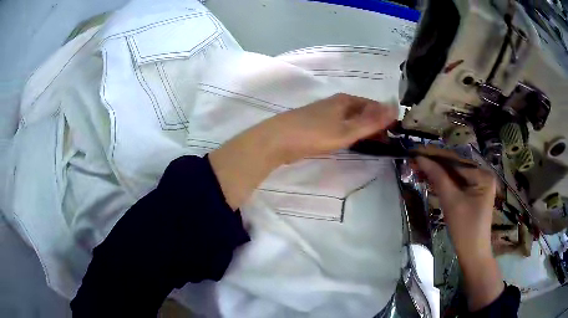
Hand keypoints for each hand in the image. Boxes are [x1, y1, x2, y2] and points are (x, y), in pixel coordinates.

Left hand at [264, 93, 397, 162]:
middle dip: (374, 123)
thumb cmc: (314, 134)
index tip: (394, 132)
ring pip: (350, 118)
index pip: (372, 104)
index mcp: (345, 100)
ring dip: (362, 129)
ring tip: (372, 143)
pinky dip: (349, 132)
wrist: (277, 140)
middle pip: (361, 111)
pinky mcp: (315, 124)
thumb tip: (395, 108)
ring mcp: (323, 113)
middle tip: (385, 141)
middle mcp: (335, 103)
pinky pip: (339, 125)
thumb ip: (371, 122)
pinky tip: (349, 142)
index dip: (384, 116)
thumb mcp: (347, 130)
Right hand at [416, 152, 503, 310]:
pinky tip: (432, 179)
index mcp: (483, 175)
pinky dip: (445, 183)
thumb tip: (421, 158)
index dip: (436, 156)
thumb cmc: (465, 229)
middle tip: (415, 160)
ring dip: (439, 173)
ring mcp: (480, 184)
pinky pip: (458, 183)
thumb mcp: (451, 201)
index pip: (456, 161)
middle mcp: (483, 175)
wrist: (473, 253)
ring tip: (419, 169)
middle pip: (456, 166)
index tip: (417, 151)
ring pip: (456, 175)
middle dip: (436, 165)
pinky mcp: (475, 193)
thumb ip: (438, 177)